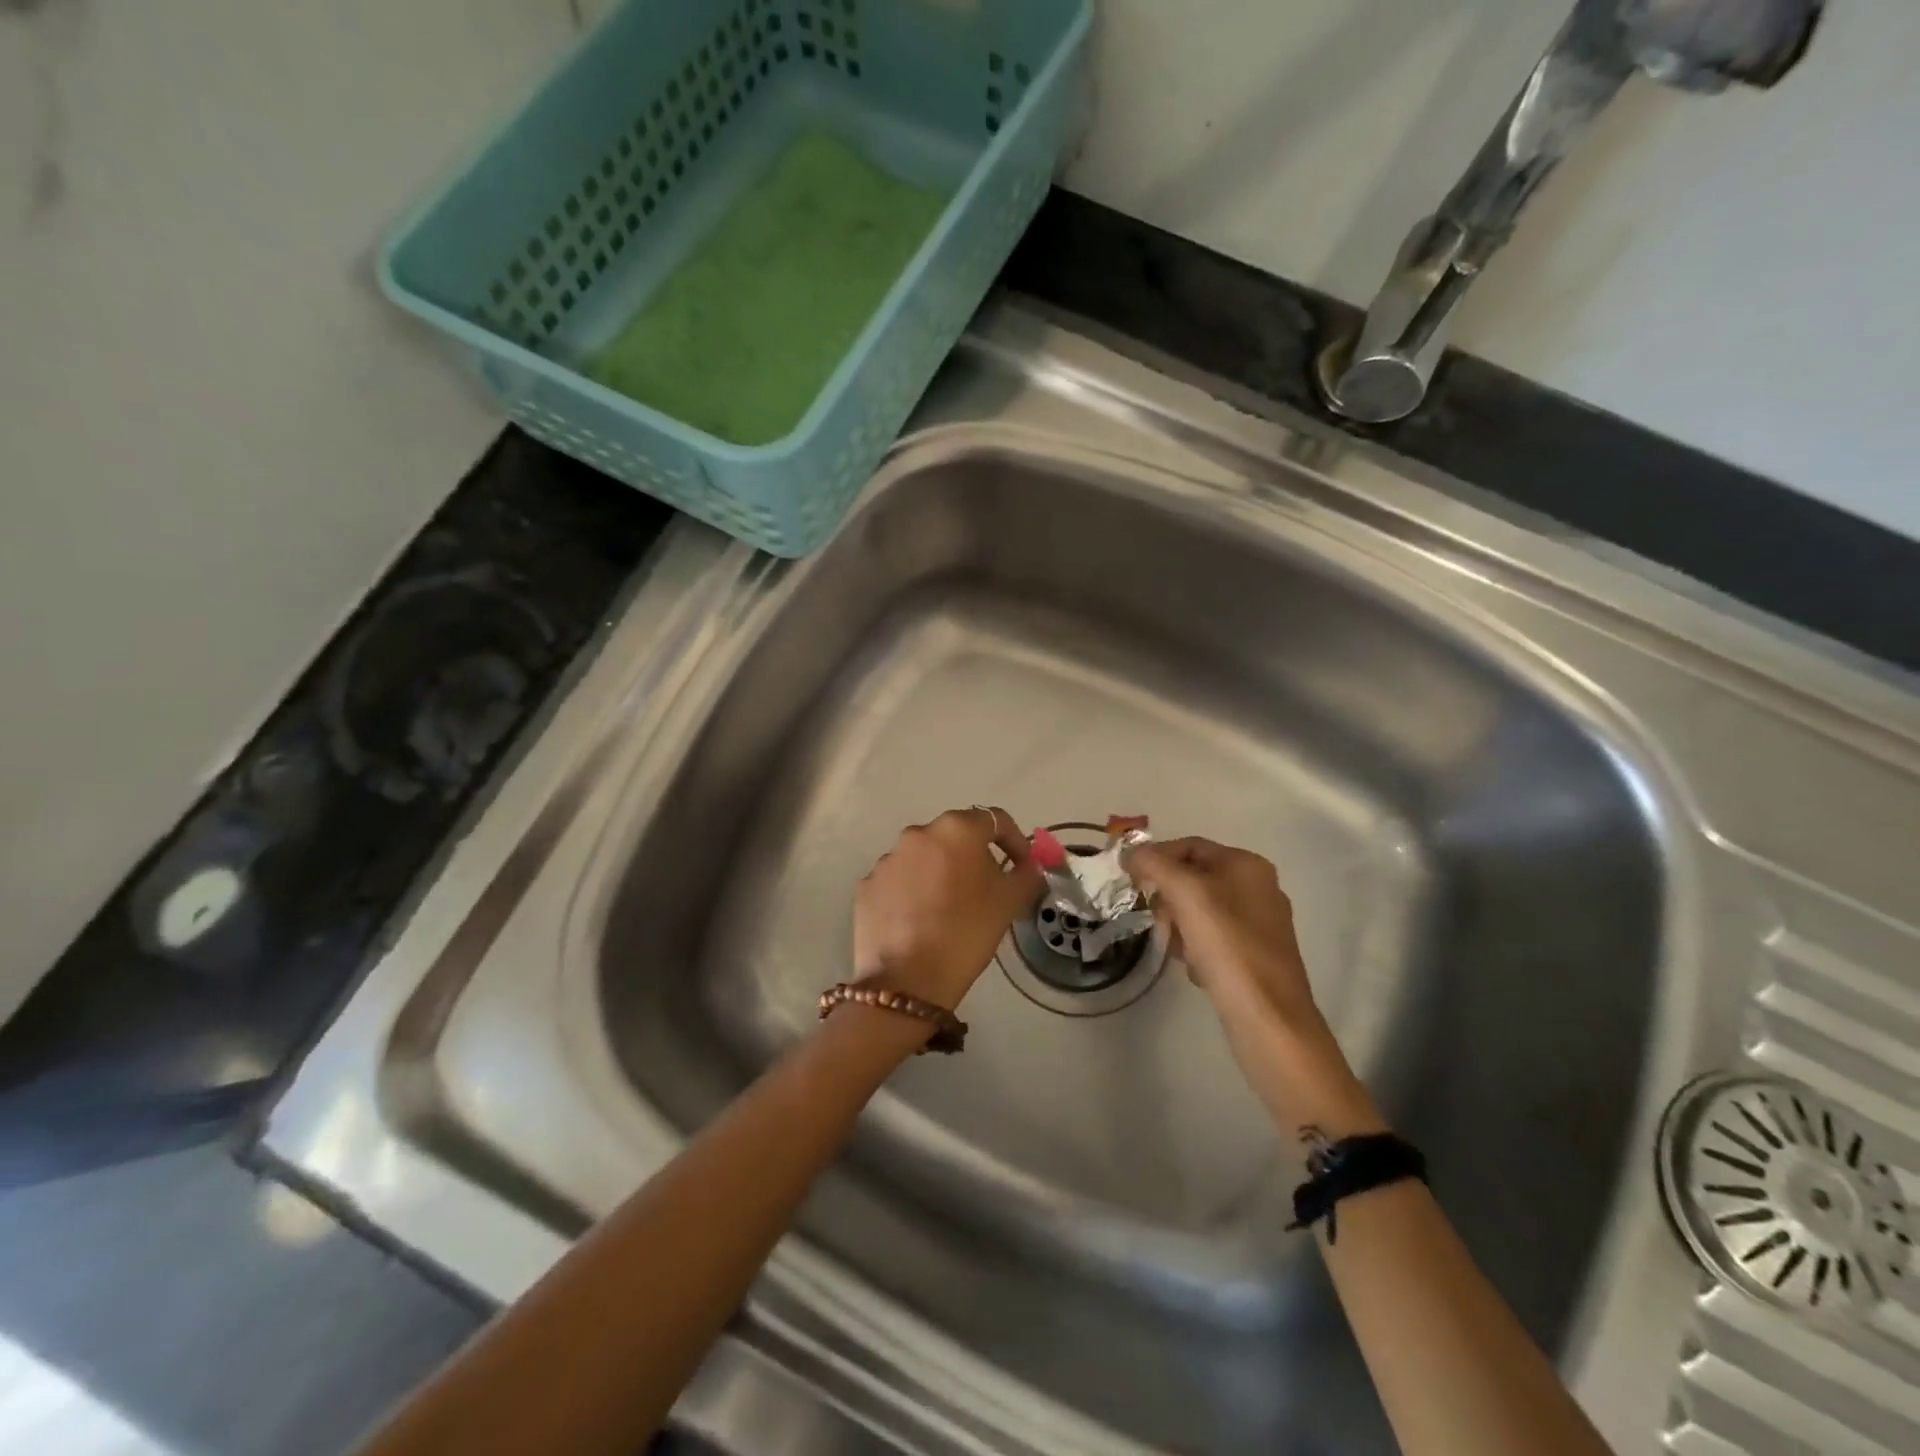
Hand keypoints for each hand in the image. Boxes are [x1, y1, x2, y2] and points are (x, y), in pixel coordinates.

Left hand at [854, 808, 1042, 1013]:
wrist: (907, 979)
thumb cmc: (967, 931)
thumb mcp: (1010, 902)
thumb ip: (1026, 874)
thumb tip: (1027, 866)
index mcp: (956, 829)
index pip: (995, 820)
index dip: (1014, 841)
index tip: (1021, 867)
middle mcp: (918, 833)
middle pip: (955, 837)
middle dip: (973, 856)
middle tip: (986, 888)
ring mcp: (887, 859)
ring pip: (923, 858)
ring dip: (939, 873)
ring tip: (948, 908)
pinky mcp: (867, 885)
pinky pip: (899, 881)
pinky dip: (912, 892)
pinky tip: (919, 921)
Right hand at [1126, 837, 1382, 1134]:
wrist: (1270, 1019)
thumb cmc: (1228, 946)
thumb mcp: (1186, 893)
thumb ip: (1155, 864)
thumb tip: (1130, 851)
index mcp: (1247, 865)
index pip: (1189, 846)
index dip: (1155, 858)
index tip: (1130, 880)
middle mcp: (1257, 887)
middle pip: (1193, 878)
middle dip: (1168, 897)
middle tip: (1158, 920)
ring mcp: (1259, 923)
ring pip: (1199, 910)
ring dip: (1179, 925)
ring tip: (1178, 949)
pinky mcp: (1255, 955)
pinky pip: (1213, 938)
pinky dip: (1197, 948)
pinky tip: (1197, 969)